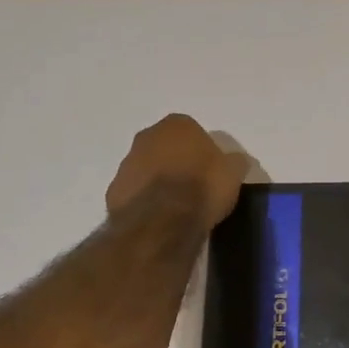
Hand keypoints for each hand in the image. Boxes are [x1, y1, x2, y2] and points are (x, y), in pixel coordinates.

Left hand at [106, 114, 247, 228]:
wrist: (163, 222)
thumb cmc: (203, 187)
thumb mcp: (233, 173)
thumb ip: (233, 162)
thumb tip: (234, 162)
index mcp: (177, 125)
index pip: (192, 130)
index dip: (202, 150)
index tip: (210, 170)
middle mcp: (147, 136)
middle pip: (165, 146)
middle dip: (177, 161)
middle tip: (193, 185)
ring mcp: (127, 162)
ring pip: (147, 167)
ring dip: (158, 180)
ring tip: (176, 206)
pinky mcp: (114, 190)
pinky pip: (135, 191)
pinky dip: (145, 200)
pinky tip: (159, 217)